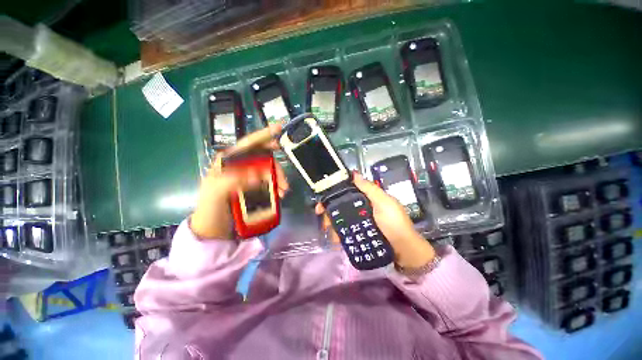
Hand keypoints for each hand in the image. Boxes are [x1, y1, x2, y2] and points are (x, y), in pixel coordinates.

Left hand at [191, 125, 288, 239]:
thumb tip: (257, 174)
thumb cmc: (210, 210)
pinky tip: (280, 194)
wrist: (213, 230)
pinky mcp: (254, 188)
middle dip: (277, 168)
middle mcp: (240, 166)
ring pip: (269, 171)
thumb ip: (233, 180)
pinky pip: (269, 182)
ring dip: (279, 179)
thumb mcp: (216, 193)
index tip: (280, 128)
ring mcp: (248, 177)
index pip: (248, 144)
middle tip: (285, 183)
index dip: (264, 135)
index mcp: (228, 162)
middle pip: (264, 159)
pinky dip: (277, 186)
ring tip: (283, 192)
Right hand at [316, 173, 434, 267]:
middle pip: (341, 206)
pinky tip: (334, 239)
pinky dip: (338, 234)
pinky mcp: (360, 234)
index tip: (322, 202)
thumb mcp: (384, 203)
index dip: (333, 194)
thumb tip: (353, 173)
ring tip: (327, 232)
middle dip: (329, 212)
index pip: (347, 192)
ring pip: (341, 219)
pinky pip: (346, 231)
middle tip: (323, 221)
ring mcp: (360, 222)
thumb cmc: (394, 223)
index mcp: (367, 198)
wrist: (404, 251)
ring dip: (332, 224)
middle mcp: (361, 208)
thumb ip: (369, 188)